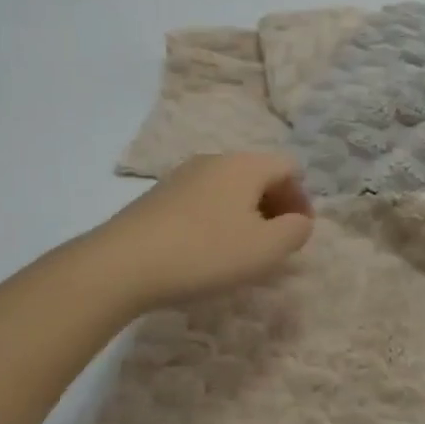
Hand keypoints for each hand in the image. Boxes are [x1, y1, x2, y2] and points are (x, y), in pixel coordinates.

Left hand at [81, 152, 314, 310]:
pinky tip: (207, 251)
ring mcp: (183, 175)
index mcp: (245, 165)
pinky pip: (204, 200)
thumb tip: (300, 221)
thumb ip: (295, 232)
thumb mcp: (265, 249)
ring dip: (246, 214)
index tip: (298, 234)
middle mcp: (215, 160)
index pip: (289, 168)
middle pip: (259, 175)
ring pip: (230, 188)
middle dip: (276, 206)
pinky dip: (218, 219)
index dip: (302, 199)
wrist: (122, 263)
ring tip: (242, 251)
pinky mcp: (159, 197)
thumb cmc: (205, 252)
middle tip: (276, 244)